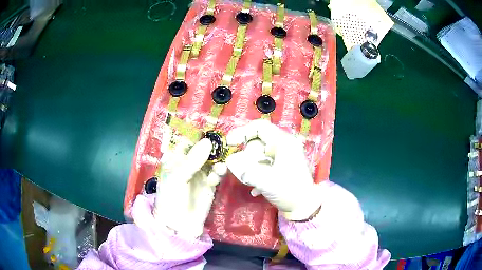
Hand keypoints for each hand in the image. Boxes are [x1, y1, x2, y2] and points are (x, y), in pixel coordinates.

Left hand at [154, 138, 226, 237]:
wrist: (179, 224)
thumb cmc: (172, 197)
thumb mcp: (178, 176)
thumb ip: (193, 159)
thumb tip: (208, 141)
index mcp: (175, 158)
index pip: (187, 140)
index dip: (198, 135)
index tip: (211, 130)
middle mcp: (188, 163)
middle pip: (202, 149)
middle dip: (212, 146)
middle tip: (222, 144)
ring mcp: (200, 174)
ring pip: (212, 160)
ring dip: (217, 160)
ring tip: (219, 166)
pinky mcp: (210, 184)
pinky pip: (217, 172)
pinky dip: (219, 172)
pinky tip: (217, 176)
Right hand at [226, 119, 322, 220]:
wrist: (304, 208)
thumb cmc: (288, 191)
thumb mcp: (265, 180)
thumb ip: (244, 169)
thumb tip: (229, 161)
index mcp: (284, 142)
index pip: (260, 127)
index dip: (242, 132)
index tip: (230, 144)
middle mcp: (285, 146)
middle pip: (258, 143)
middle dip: (247, 157)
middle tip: (243, 171)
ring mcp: (284, 157)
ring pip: (260, 155)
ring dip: (251, 168)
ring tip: (251, 182)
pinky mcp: (283, 167)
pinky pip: (265, 164)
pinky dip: (258, 174)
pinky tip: (256, 189)